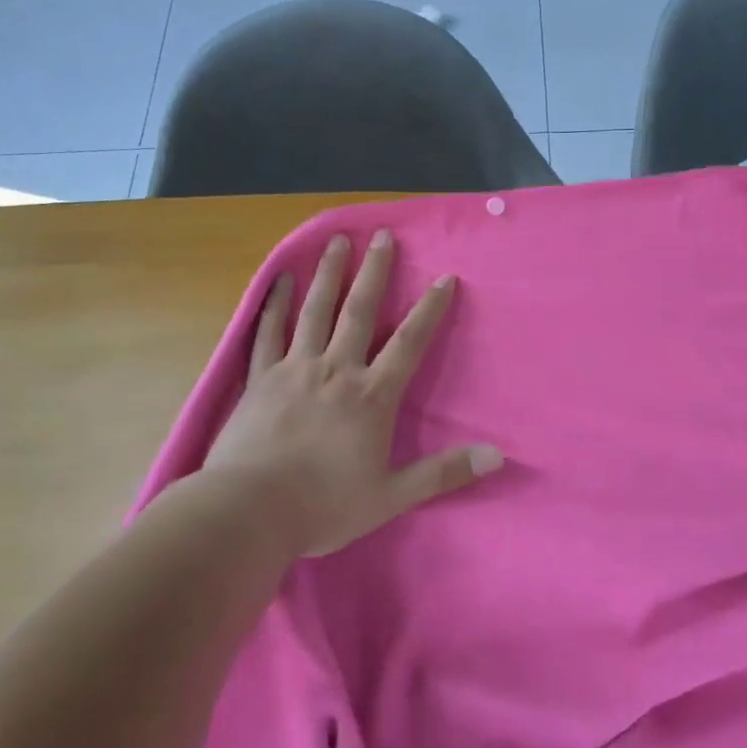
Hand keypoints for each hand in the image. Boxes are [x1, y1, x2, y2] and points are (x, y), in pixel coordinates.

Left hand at [202, 230, 502, 557]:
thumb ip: (444, 473)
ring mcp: (294, 369)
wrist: (249, 511)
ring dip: (329, 273)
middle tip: (381, 236)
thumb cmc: (324, 505)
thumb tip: (497, 456)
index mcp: (371, 396)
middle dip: (374, 272)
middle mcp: (336, 370)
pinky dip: (274, 304)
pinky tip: (279, 279)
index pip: (408, 343)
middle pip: (359, 311)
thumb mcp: (392, 496)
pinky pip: (268, 332)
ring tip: (337, 240)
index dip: (430, 309)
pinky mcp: (260, 378)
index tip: (445, 278)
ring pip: (315, 311)